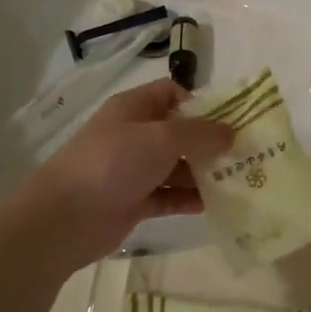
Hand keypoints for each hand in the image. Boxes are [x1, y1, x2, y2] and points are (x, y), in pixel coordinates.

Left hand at [13, 80, 233, 270]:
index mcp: (135, 108)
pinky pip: (168, 195)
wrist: (65, 217)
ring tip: (238, 180)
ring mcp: (133, 169)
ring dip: (203, 173)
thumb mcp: (161, 138)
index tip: (231, 120)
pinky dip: (189, 198)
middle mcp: (135, 135)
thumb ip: (199, 134)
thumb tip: (230, 133)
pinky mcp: (134, 201)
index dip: (201, 103)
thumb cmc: (113, 162)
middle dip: (210, 142)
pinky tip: (215, 204)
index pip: (173, 93)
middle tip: (245, 154)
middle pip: (179, 132)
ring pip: (176, 166)